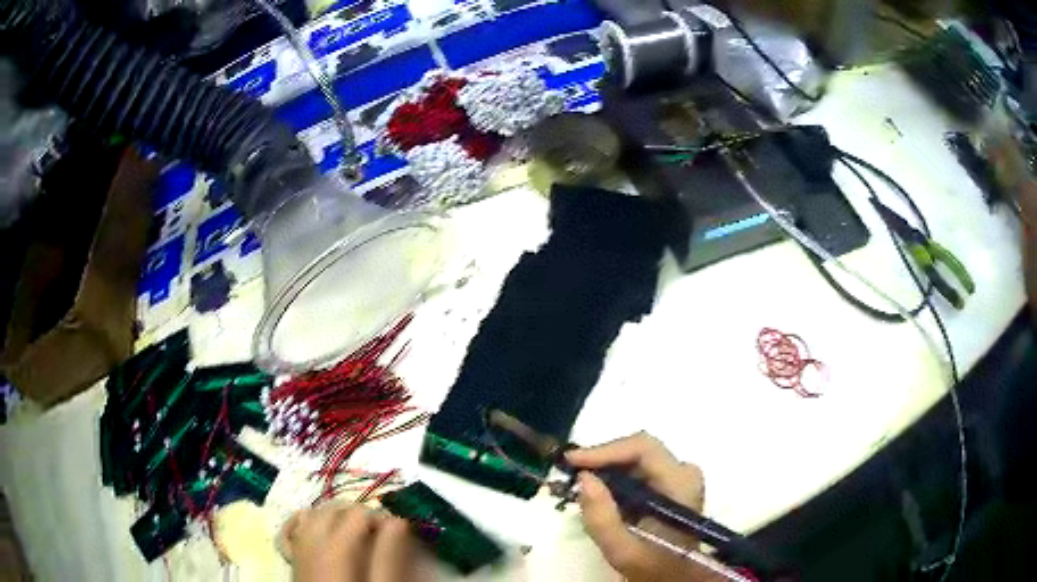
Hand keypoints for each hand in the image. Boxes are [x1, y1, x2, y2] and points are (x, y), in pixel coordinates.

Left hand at [280, 502, 420, 581]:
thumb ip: (389, 555)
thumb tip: (397, 521)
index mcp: (336, 547)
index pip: (358, 512)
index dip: (380, 518)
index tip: (395, 534)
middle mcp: (312, 540)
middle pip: (334, 509)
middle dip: (357, 514)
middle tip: (378, 534)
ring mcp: (298, 547)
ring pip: (313, 513)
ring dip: (334, 516)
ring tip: (355, 534)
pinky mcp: (293, 557)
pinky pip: (293, 527)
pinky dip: (307, 522)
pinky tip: (321, 532)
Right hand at [566, 432, 722, 581]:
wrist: (676, 576)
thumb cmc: (653, 566)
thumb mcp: (623, 551)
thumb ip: (601, 518)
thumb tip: (584, 478)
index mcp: (680, 483)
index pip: (643, 448)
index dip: (605, 450)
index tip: (571, 461)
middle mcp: (684, 471)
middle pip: (638, 450)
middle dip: (602, 461)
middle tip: (570, 475)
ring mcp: (679, 476)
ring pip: (635, 459)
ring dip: (606, 471)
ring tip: (581, 488)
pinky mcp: (671, 484)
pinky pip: (638, 471)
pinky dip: (615, 480)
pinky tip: (601, 497)